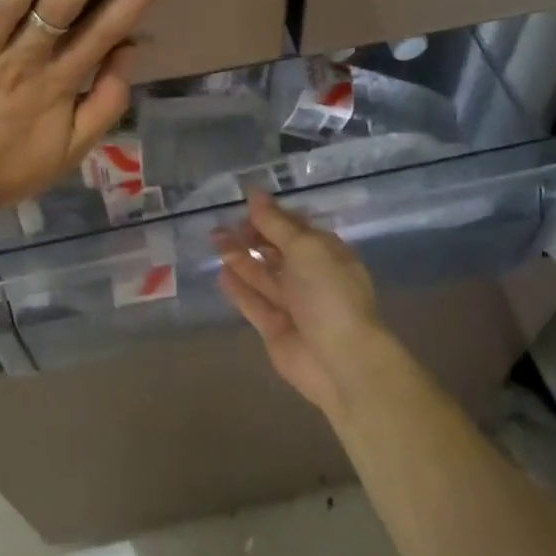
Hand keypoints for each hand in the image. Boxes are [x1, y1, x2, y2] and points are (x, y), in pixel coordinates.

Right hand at [215, 191, 386, 420]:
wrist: (341, 361)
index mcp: (326, 253)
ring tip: (215, 240)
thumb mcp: (305, 248)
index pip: (295, 227)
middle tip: (221, 224)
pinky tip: (221, 272)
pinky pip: (253, 302)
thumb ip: (276, 223)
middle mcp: (310, 276)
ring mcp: (292, 304)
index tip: (243, 203)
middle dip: (251, 235)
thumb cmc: (329, 295)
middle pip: (276, 250)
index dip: (271, 215)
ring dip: (240, 257)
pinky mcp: (275, 328)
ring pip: (262, 275)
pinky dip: (238, 288)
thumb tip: (254, 193)